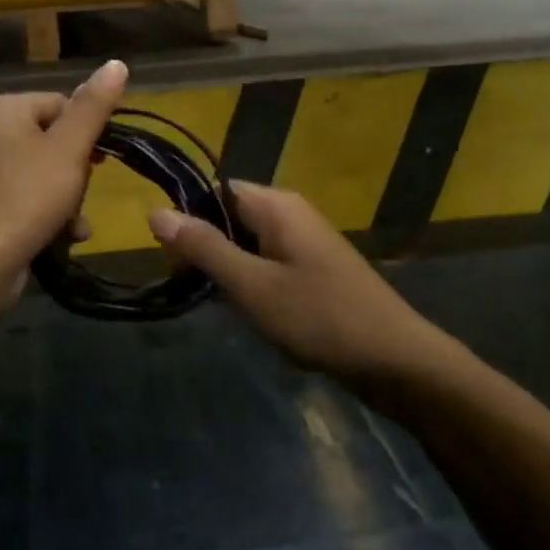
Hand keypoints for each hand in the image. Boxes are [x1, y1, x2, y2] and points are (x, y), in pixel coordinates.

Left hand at [0, 59, 128, 292]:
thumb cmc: (26, 197)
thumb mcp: (69, 149)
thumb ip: (94, 106)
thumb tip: (117, 63)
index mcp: (1, 108)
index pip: (61, 104)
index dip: (88, 134)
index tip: (102, 163)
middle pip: (52, 141)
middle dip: (76, 173)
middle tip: (81, 196)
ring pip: (41, 173)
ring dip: (67, 199)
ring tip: (74, 225)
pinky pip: (22, 197)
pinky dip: (45, 214)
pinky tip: (62, 237)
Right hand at [148, 182, 435, 378]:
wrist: (394, 359)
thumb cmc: (319, 317)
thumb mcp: (252, 285)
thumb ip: (204, 247)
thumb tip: (155, 211)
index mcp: (277, 206)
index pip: (216, 190)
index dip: (189, 218)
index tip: (173, 259)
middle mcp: (292, 213)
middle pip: (231, 215)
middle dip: (207, 248)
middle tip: (192, 287)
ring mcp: (306, 242)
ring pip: (248, 243)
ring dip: (229, 269)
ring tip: (221, 304)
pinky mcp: (315, 269)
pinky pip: (269, 262)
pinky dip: (252, 282)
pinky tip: (251, 313)